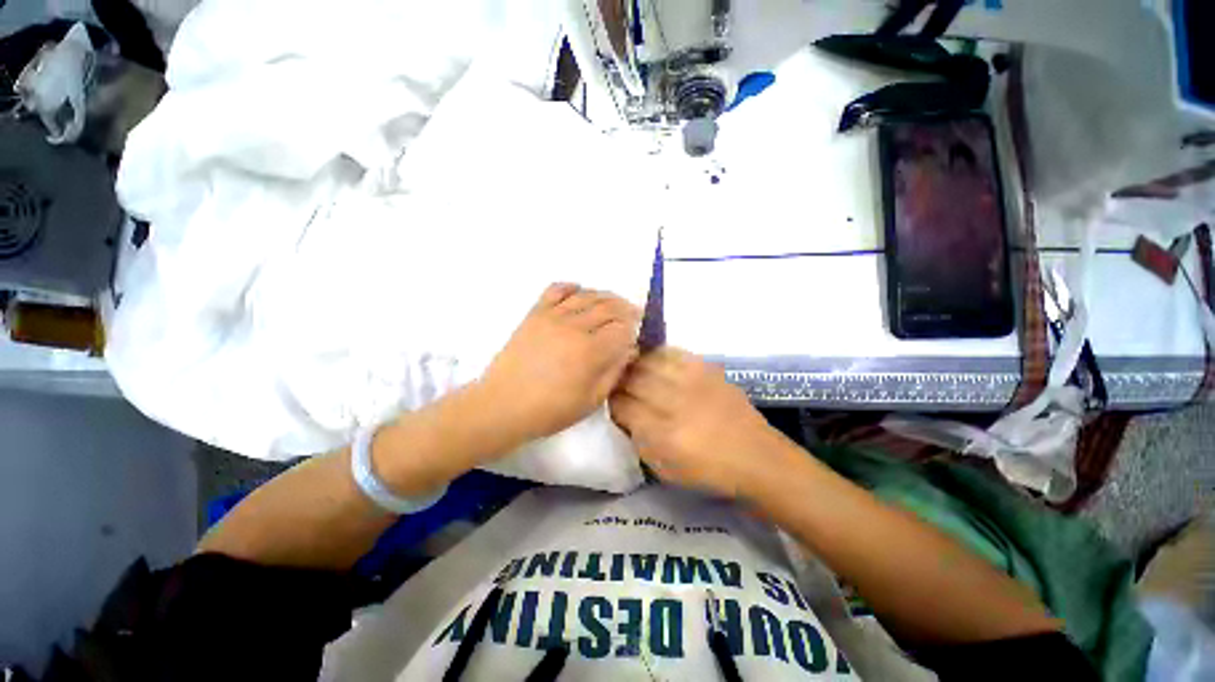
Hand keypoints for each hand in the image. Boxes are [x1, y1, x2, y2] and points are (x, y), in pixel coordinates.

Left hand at [479, 283, 640, 445]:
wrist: (503, 405)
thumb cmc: (550, 409)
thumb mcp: (591, 400)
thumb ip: (614, 372)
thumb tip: (630, 350)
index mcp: (590, 351)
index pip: (622, 329)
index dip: (633, 331)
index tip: (635, 337)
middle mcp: (575, 327)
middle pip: (608, 308)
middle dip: (626, 310)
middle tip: (633, 316)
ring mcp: (553, 317)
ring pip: (587, 296)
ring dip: (605, 297)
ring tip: (613, 304)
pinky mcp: (535, 313)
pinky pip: (556, 289)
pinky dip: (572, 287)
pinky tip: (580, 292)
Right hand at [609, 347, 789, 498]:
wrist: (756, 457)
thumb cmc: (708, 471)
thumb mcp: (664, 469)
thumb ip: (638, 439)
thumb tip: (623, 412)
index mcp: (663, 434)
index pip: (621, 406)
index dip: (612, 403)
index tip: (613, 404)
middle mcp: (676, 402)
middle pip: (632, 378)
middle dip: (619, 381)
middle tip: (617, 385)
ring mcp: (693, 381)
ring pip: (649, 361)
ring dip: (634, 365)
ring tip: (631, 369)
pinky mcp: (707, 368)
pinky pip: (672, 352)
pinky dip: (657, 355)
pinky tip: (654, 361)